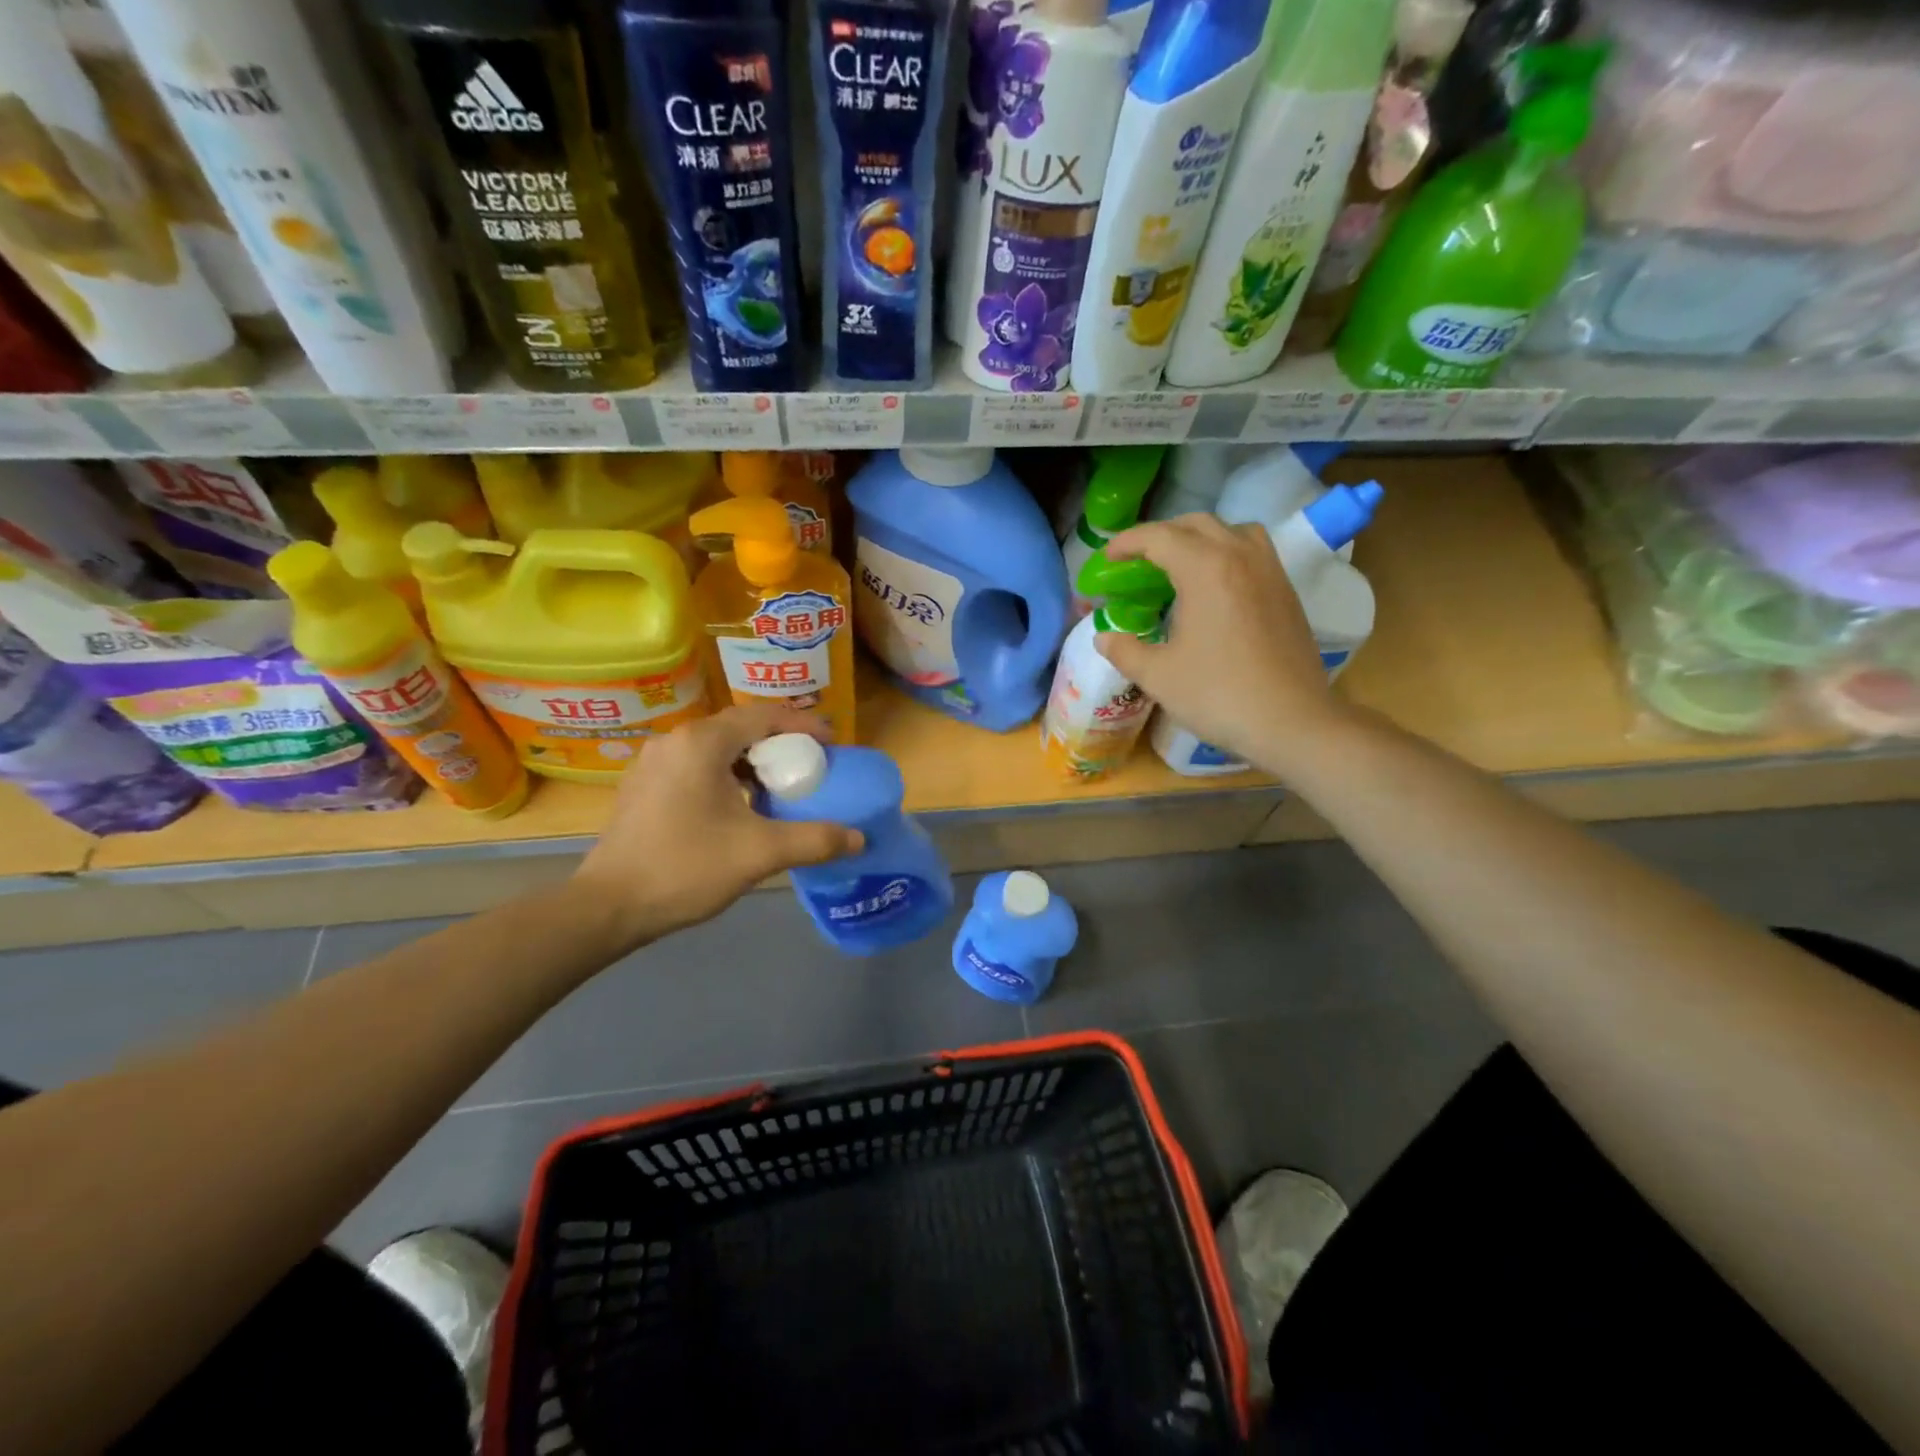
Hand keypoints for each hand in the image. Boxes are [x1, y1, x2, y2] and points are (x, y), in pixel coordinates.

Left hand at [574, 703, 863, 949]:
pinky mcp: (643, 786)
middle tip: (810, 768)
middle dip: (780, 744)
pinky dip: (726, 774)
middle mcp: (676, 741)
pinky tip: (739, 806)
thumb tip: (859, 838)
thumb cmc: (686, 867)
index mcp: (702, 743)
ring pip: (716, 748)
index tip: (832, 746)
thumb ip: (815, 840)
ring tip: (779, 787)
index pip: (764, 716)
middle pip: (740, 728)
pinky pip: (696, 765)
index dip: (803, 725)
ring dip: (752, 761)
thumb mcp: (759, 853)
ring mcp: (653, 762)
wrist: (608, 906)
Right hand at [1098, 514, 1353, 773]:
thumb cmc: (1218, 695)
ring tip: (1181, 565)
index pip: (1159, 537)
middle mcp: (1240, 557)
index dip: (1127, 542)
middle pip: (1196, 524)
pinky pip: (1253, 552)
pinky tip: (1216, 588)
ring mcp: (1270, 571)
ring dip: (1200, 537)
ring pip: (1232, 531)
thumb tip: (1104, 637)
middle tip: (1138, 560)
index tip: (1107, 557)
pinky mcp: (1287, 592)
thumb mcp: (1158, 676)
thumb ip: (1124, 650)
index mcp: (1205, 569)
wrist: (1292, 722)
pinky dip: (1227, 554)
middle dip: (1161, 535)